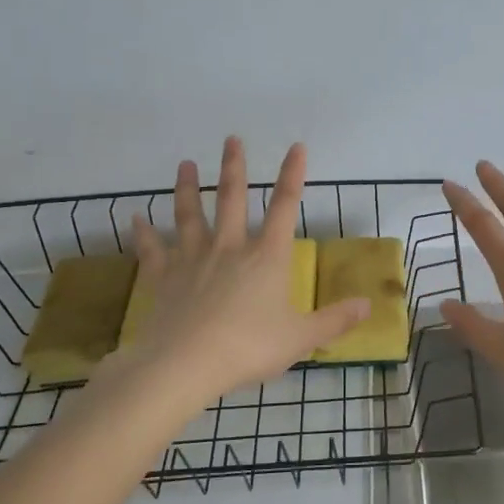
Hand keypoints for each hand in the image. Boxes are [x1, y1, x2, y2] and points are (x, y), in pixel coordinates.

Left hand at [120, 138, 369, 403]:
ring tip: (185, 164)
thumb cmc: (250, 347)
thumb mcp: (301, 338)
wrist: (187, 363)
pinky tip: (134, 218)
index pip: (285, 207)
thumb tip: (369, 305)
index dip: (293, 175)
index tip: (296, 147)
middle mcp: (230, 247)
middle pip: (232, 199)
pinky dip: (143, 233)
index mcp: (267, 256)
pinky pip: (152, 250)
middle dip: (234, 168)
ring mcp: (192, 259)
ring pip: (190, 214)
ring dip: (187, 188)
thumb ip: (335, 320)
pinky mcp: (163, 277)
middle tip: (231, 139)